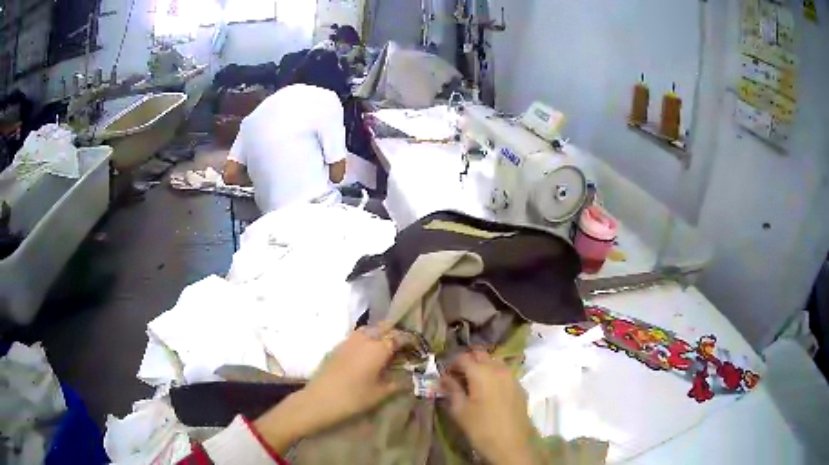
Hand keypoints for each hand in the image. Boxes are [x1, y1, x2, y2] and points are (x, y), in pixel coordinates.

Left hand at [255, 324, 404, 451]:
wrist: (320, 399)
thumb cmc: (353, 398)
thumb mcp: (380, 393)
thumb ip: (397, 384)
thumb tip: (409, 379)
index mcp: (378, 348)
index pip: (399, 337)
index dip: (410, 340)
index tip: (418, 347)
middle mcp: (365, 339)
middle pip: (384, 328)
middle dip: (395, 334)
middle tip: (403, 347)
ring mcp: (349, 340)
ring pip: (369, 329)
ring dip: (380, 334)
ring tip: (387, 349)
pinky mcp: (338, 346)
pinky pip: (358, 336)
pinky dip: (367, 339)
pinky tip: (368, 353)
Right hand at [441, 351, 538, 464]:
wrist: (511, 444)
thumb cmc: (481, 428)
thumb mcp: (460, 410)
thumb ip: (452, 390)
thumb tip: (444, 378)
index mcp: (481, 372)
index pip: (463, 358)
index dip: (451, 364)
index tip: (445, 377)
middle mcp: (498, 369)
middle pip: (481, 355)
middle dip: (468, 362)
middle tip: (458, 377)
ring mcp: (512, 377)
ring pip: (495, 362)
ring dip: (483, 367)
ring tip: (474, 384)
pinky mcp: (520, 387)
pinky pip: (505, 373)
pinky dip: (495, 376)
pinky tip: (490, 392)